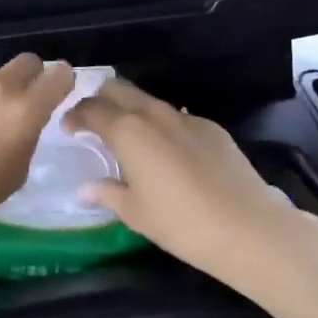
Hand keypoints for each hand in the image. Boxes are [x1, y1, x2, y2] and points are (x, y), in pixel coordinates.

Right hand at [69, 79, 291, 287]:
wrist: (248, 228)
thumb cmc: (181, 223)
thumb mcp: (136, 213)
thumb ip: (107, 194)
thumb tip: (85, 190)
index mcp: (128, 131)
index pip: (92, 109)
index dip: (75, 115)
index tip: (68, 129)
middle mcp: (153, 114)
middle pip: (118, 89)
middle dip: (100, 99)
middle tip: (93, 122)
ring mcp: (186, 118)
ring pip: (148, 100)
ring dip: (131, 110)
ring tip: (128, 136)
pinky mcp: (212, 128)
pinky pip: (177, 117)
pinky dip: (162, 125)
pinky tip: (168, 152)